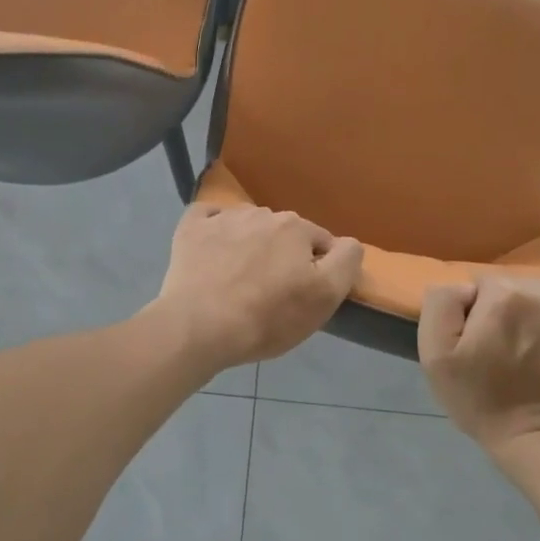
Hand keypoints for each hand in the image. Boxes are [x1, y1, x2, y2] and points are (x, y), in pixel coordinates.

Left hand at [155, 203, 363, 372]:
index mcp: (296, 227)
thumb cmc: (267, 317)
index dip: (317, 270)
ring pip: (249, 227)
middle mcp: (261, 213)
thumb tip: (348, 243)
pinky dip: (214, 231)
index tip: (303, 295)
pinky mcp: (191, 229)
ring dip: (251, 245)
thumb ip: (345, 262)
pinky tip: (212, 252)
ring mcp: (223, 218)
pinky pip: (209, 219)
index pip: (320, 242)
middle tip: (272, 293)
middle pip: (283, 234)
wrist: (199, 327)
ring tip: (239, 280)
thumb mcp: (324, 298)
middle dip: (283, 255)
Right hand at [418, 277, 539, 460]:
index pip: (484, 285)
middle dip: (511, 312)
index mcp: (505, 294)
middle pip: (519, 289)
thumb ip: (441, 303)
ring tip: (536, 354)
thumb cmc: (482, 400)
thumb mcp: (435, 355)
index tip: (482, 343)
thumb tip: (465, 287)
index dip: (478, 314)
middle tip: (508, 351)